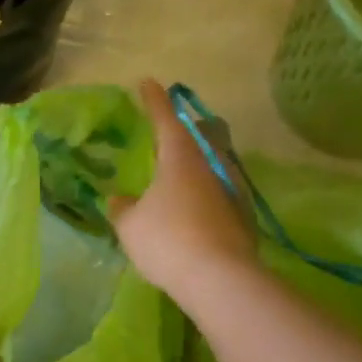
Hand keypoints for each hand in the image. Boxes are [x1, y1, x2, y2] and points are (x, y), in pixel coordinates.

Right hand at [109, 78, 260, 306]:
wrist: (220, 279)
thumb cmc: (168, 241)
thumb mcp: (131, 226)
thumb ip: (123, 209)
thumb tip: (120, 199)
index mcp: (180, 158)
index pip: (165, 119)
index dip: (154, 100)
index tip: (147, 82)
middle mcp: (209, 166)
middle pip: (196, 138)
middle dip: (181, 131)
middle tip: (167, 129)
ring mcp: (230, 190)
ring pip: (209, 166)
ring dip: (194, 165)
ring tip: (177, 174)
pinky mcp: (241, 216)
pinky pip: (217, 194)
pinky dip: (203, 195)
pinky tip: (193, 209)